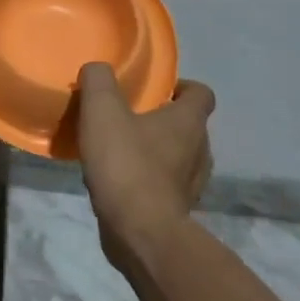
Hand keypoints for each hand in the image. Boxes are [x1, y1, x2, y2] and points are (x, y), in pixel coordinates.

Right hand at [76, 63, 215, 269]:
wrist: (140, 231)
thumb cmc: (126, 164)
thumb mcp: (102, 110)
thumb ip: (98, 81)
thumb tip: (97, 69)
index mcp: (188, 121)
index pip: (202, 93)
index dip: (182, 87)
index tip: (156, 90)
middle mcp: (200, 150)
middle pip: (190, 126)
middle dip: (164, 120)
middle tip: (130, 118)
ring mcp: (192, 184)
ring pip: (179, 157)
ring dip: (158, 151)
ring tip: (123, 151)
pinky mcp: (178, 210)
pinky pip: (167, 185)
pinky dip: (150, 180)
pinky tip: (121, 182)